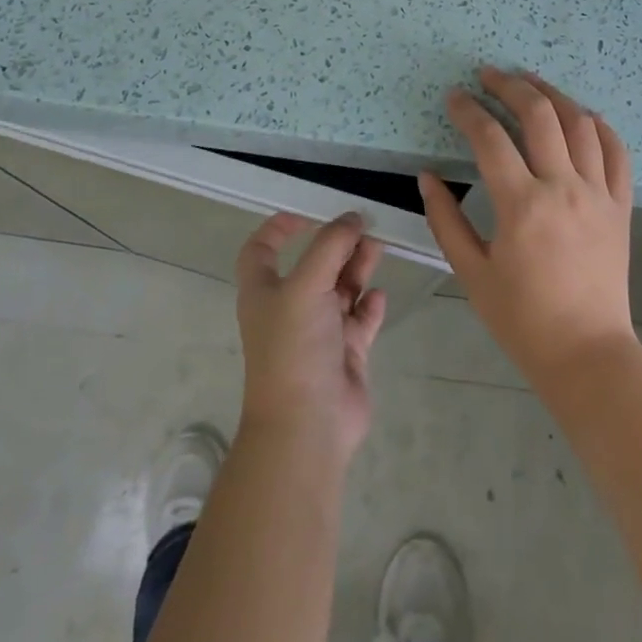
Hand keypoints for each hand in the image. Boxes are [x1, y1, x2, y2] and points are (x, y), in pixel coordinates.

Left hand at [234, 212, 387, 462]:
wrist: (308, 427)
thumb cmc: (294, 348)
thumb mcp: (307, 285)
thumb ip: (331, 246)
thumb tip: (352, 217)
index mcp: (265, 292)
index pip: (262, 250)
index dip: (279, 228)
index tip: (309, 214)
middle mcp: (290, 308)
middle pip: (313, 265)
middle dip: (337, 244)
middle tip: (365, 227)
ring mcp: (319, 332)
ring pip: (340, 288)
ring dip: (357, 267)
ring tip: (378, 249)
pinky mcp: (345, 354)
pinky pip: (360, 319)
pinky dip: (370, 305)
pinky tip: (380, 295)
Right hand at [419, 67, 636, 387]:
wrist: (587, 354)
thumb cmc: (522, 318)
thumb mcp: (471, 273)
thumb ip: (446, 219)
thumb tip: (427, 177)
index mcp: (521, 205)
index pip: (490, 138)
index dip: (468, 110)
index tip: (455, 97)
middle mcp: (563, 188)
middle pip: (539, 115)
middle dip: (510, 86)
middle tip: (489, 75)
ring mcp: (598, 194)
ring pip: (580, 123)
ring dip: (553, 94)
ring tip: (530, 81)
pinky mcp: (621, 206)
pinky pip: (616, 153)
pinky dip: (599, 126)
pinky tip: (582, 115)